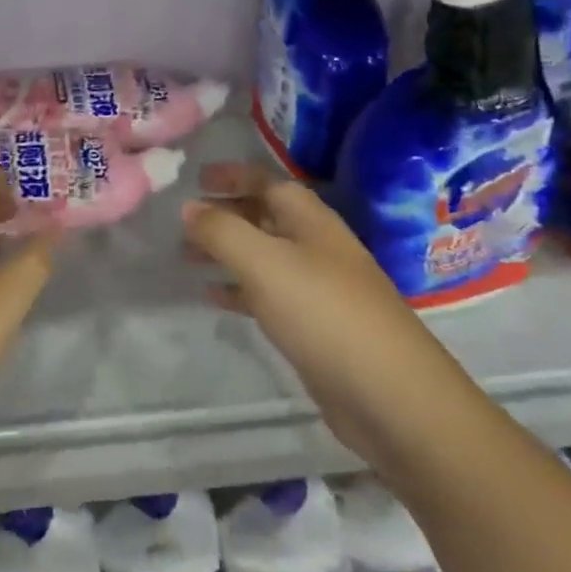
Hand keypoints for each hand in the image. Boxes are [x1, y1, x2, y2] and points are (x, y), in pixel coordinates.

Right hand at [184, 165, 447, 458]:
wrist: (389, 395)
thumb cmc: (323, 313)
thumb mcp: (264, 263)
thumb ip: (223, 231)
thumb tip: (189, 206)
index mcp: (310, 220)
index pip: (267, 182)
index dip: (232, 176)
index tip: (194, 178)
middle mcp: (316, 245)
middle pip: (265, 217)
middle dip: (225, 214)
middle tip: (181, 221)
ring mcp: (319, 287)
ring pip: (263, 256)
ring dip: (227, 251)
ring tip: (185, 256)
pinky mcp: (315, 326)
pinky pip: (268, 294)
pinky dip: (239, 289)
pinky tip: (213, 296)